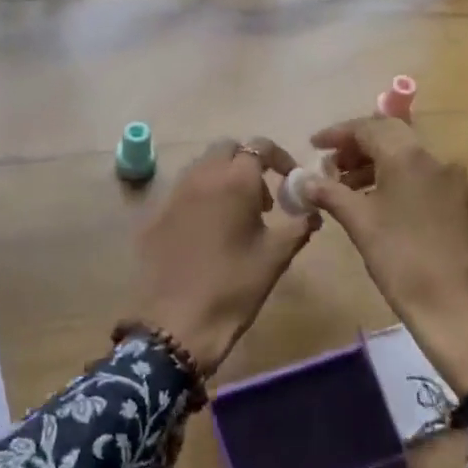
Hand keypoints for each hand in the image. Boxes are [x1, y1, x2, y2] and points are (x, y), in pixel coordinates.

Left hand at [128, 137, 316, 374]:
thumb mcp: (275, 257)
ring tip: (236, 216)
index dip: (279, 157)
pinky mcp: (155, 213)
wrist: (175, 322)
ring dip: (223, 178)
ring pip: (202, 166)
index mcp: (234, 180)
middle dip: (248, 163)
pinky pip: (182, 190)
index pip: (260, 145)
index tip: (290, 180)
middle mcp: (201, 175)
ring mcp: (173, 192)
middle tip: (262, 199)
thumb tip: (312, 211)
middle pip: (227, 149)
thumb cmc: (234, 286)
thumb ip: (299, 226)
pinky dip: (200, 196)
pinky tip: (208, 232)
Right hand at [301, 117, 467, 396]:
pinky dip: (393, 178)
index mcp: (409, 157)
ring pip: (407, 156)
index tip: (313, 146)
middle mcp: (435, 159)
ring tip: (345, 187)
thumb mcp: (360, 225)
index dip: (338, 133)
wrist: (463, 312)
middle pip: (391, 135)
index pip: (369, 127)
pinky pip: (420, 176)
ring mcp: (451, 181)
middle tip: (329, 165)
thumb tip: (305, 180)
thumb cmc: (404, 263)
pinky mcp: (459, 203)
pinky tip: (374, 203)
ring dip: (374, 163)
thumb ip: (331, 194)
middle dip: (357, 145)